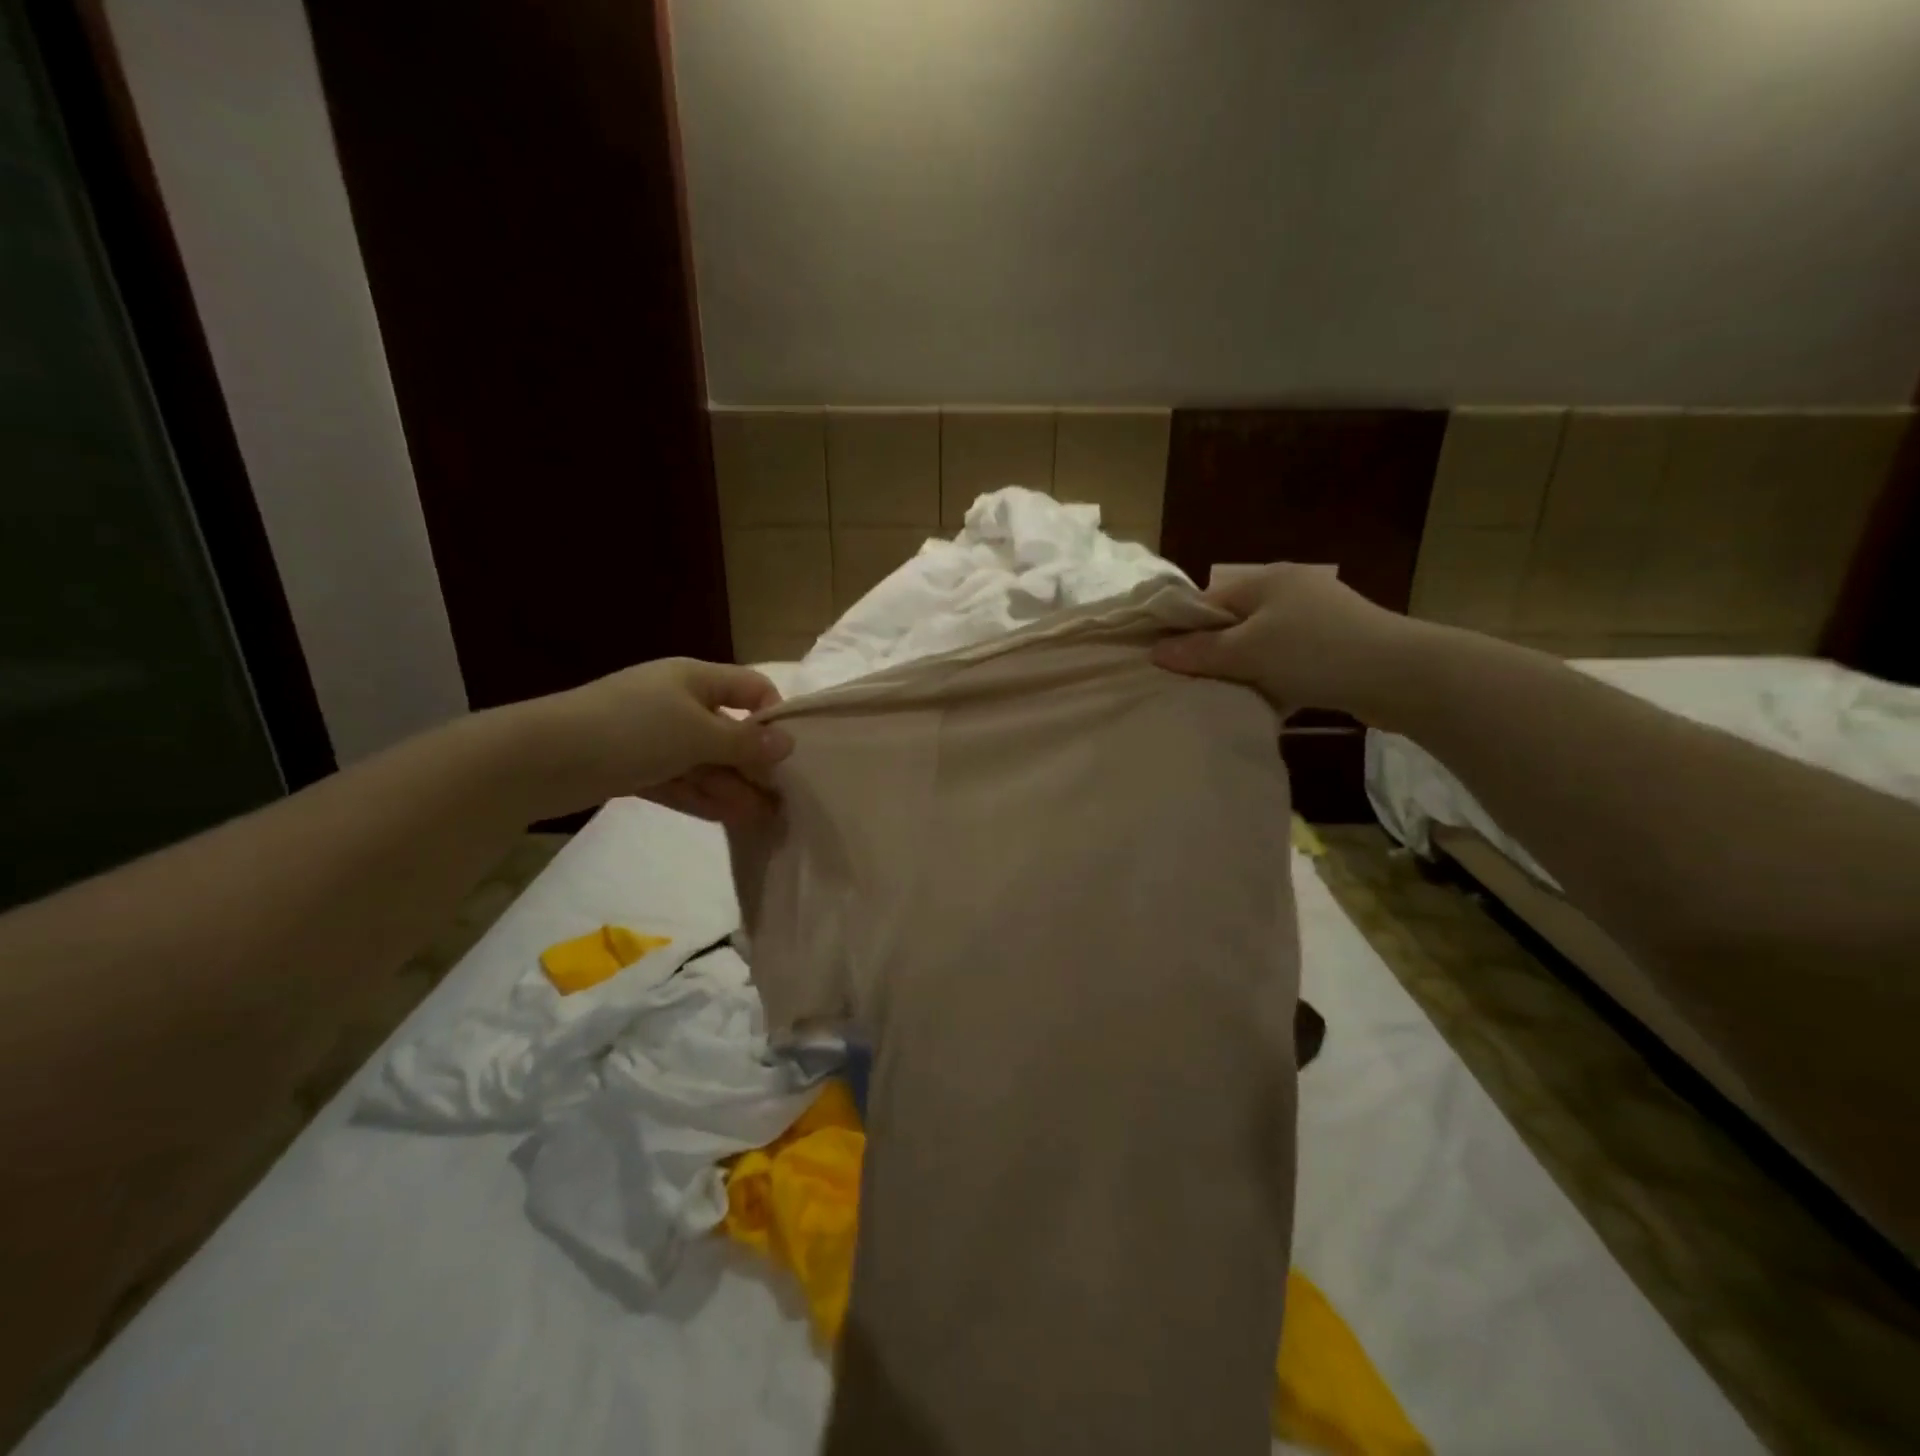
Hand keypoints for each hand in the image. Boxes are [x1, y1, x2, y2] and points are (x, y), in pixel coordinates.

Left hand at [514, 658, 793, 822]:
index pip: (750, 687)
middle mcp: (677, 702)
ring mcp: (653, 736)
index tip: (787, 752)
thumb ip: (746, 741)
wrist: (540, 758)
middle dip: (753, 763)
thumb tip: (788, 743)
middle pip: (728, 730)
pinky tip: (727, 818)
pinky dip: (701, 797)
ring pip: (704, 761)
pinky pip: (678, 780)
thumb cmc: (632, 730)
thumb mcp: (698, 733)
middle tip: (779, 799)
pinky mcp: (633, 767)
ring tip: (760, 818)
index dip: (772, 715)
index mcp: (694, 678)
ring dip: (731, 787)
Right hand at [1151, 563, 1416, 720]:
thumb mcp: (1246, 651)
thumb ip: (1199, 652)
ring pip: (1261, 645)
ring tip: (1227, 696)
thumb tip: (1156, 651)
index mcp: (1266, 580)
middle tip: (1194, 684)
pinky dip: (1273, 678)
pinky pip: (1288, 660)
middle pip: (1234, 623)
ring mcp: (1316, 618)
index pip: (1208, 600)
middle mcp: (1290, 591)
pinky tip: (1266, 701)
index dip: (1184, 629)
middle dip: (1214, 653)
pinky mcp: (1335, 645)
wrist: (1398, 675)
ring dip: (1245, 670)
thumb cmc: (1313, 653)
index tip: (1166, 662)